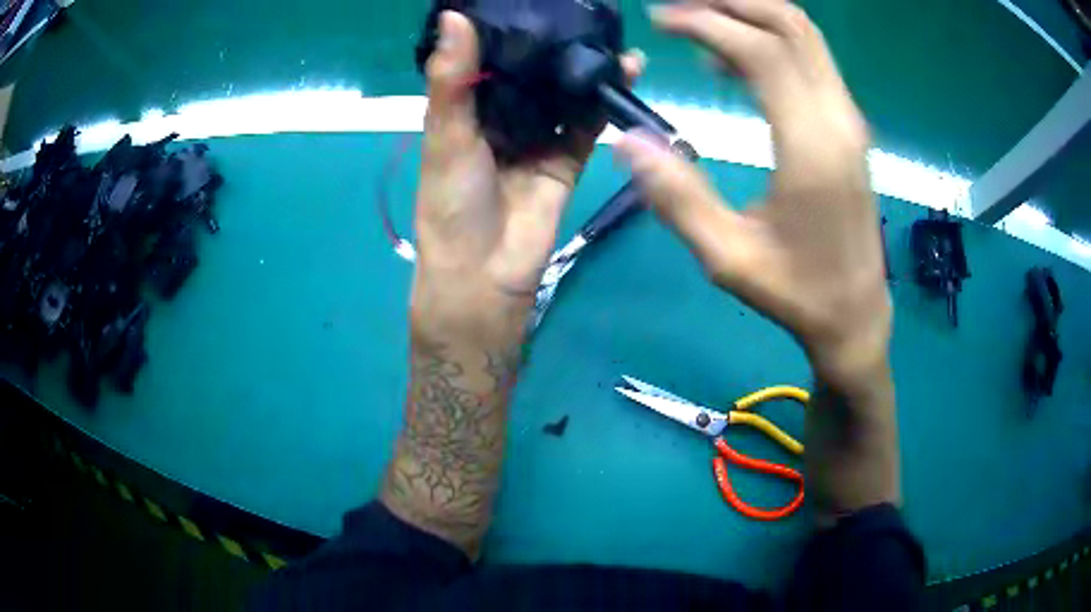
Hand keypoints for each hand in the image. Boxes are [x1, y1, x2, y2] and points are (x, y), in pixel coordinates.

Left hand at [413, 11, 643, 342]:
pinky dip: (606, 101)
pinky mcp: (568, 159)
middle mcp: (503, 118)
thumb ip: (452, 79)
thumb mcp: (446, 135)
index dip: (505, 30)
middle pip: (531, 73)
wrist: (485, 275)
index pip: (487, 59)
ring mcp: (537, 138)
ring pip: (564, 95)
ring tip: (610, 34)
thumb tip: (453, 15)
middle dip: (554, 45)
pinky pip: (589, 123)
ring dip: (585, 68)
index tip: (531, 0)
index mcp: (466, 110)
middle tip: (583, 11)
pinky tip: (625, 70)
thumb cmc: (452, 203)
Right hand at [615, 0, 888, 387]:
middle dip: (732, 4)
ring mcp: (849, 119)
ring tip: (699, 24)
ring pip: (806, 36)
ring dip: (752, 15)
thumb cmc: (796, 292)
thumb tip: (626, 141)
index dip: (707, 24)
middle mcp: (838, 118)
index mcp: (811, 146)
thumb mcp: (728, 257)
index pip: (761, 51)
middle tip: (677, 12)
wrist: (856, 314)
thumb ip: (677, 196)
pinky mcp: (849, 127)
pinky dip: (772, 41)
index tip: (659, 22)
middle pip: (791, 25)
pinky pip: (811, 60)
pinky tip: (734, 60)